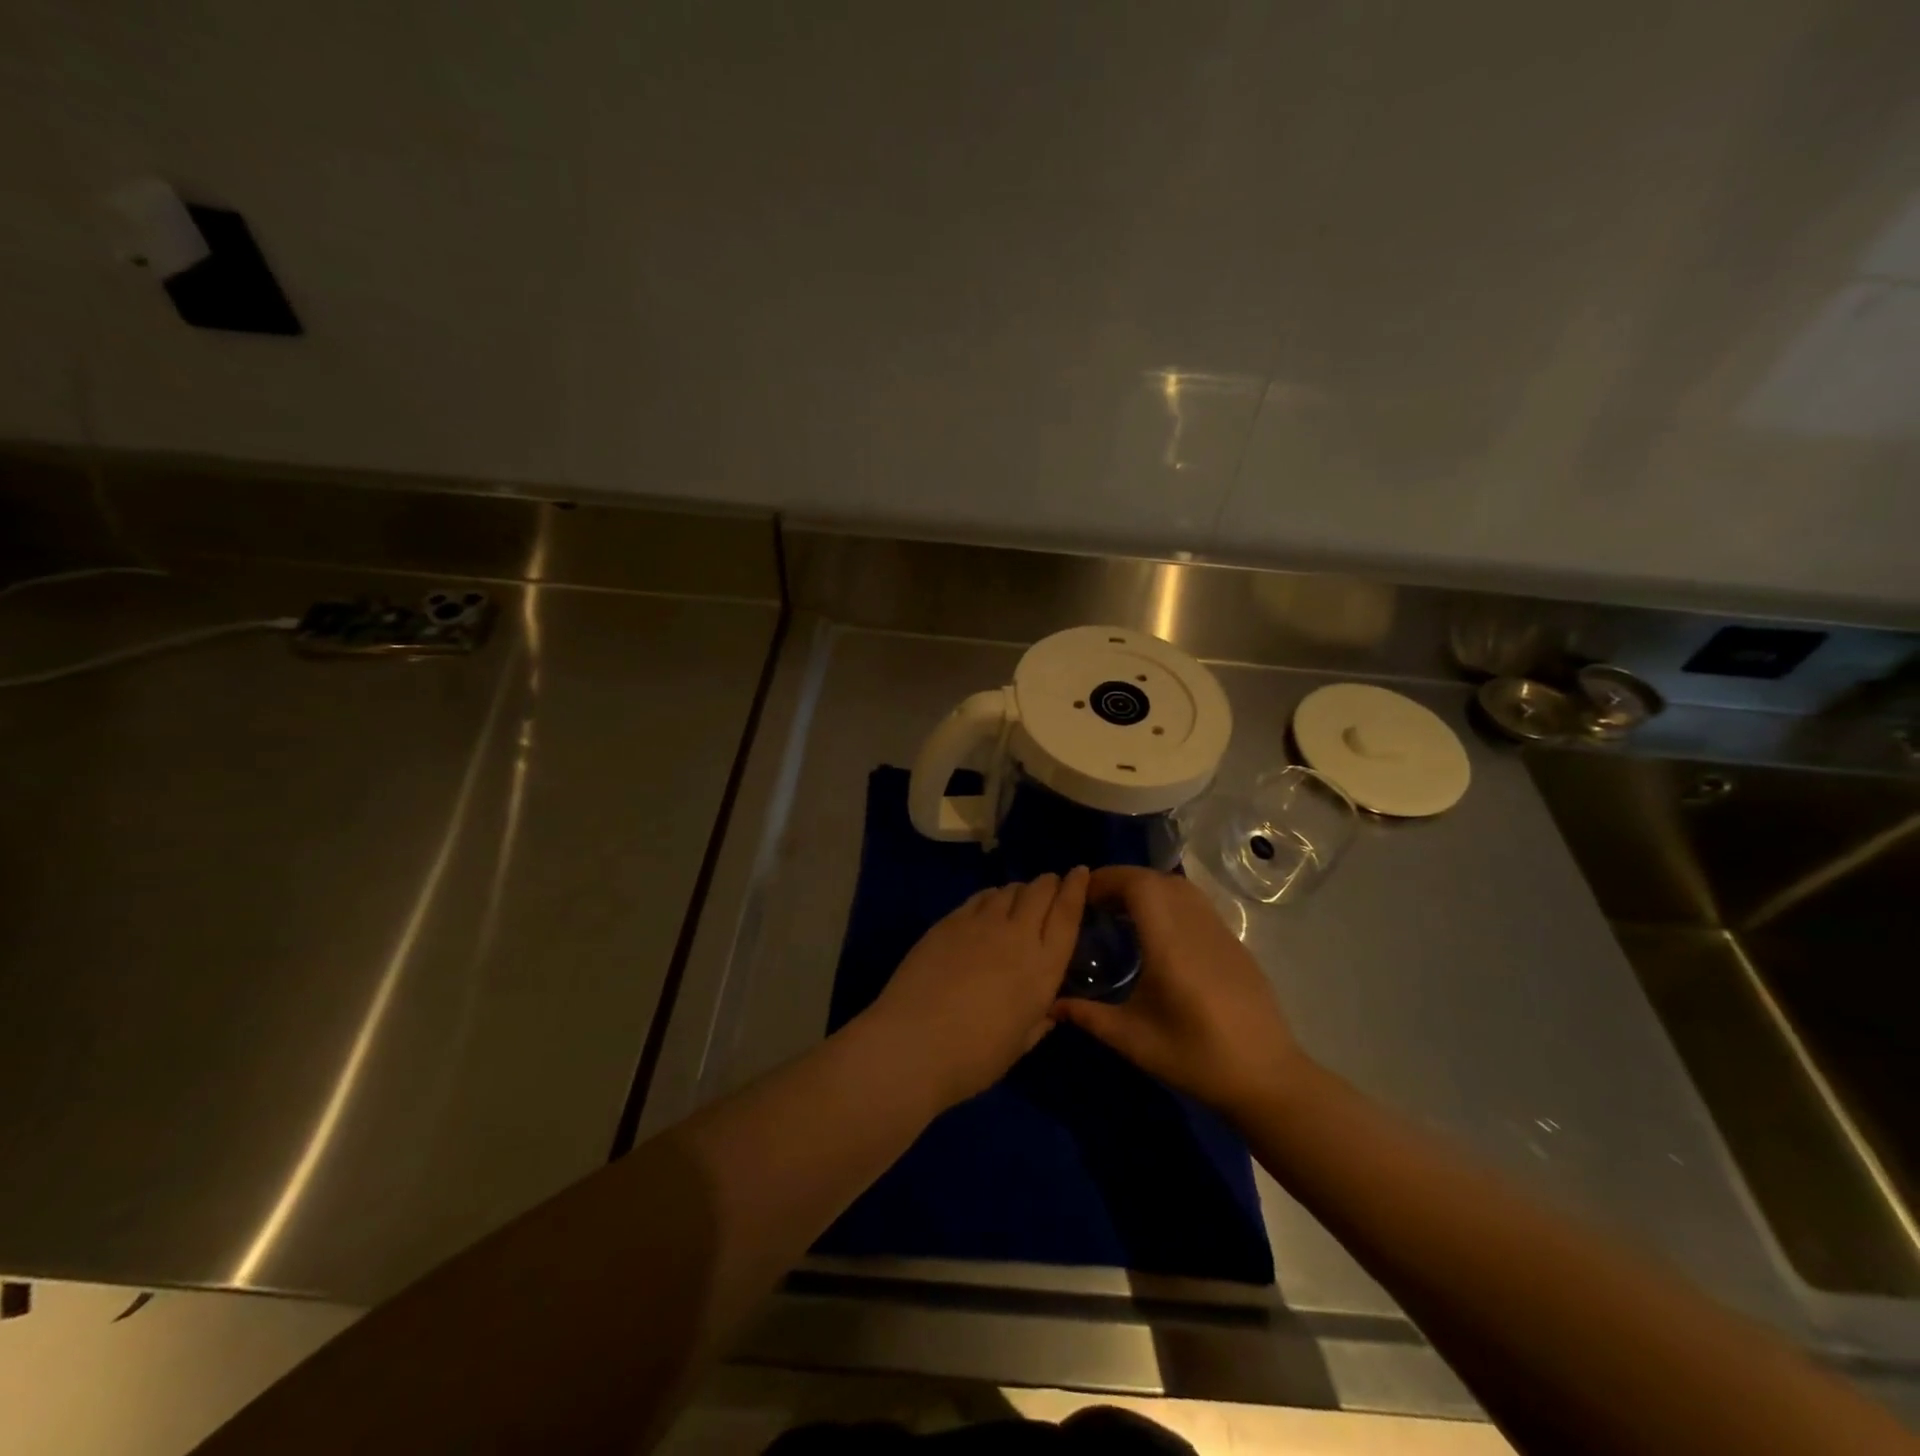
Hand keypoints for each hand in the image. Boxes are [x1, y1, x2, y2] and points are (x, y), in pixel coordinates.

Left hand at [867, 868, 1088, 1106]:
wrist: (913, 1044)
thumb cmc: (974, 1058)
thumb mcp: (1019, 1044)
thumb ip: (1038, 1021)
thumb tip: (1047, 1010)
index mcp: (1043, 969)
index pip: (1067, 915)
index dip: (1076, 889)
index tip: (1080, 872)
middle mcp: (1017, 936)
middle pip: (1039, 892)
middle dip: (1049, 883)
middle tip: (1050, 884)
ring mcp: (980, 924)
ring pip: (1008, 890)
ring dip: (1019, 890)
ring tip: (1019, 898)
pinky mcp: (949, 921)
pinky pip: (979, 897)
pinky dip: (990, 896)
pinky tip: (988, 905)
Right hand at [1051, 866, 1306, 1121]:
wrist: (1267, 1079)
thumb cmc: (1196, 1058)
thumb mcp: (1134, 1040)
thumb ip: (1089, 1016)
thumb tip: (1050, 1004)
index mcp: (1170, 944)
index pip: (1139, 885)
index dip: (1107, 879)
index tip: (1081, 893)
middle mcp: (1197, 927)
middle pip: (1158, 879)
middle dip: (1123, 880)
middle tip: (1095, 902)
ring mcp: (1221, 933)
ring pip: (1181, 888)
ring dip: (1148, 887)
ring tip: (1122, 911)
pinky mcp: (1235, 945)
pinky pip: (1197, 905)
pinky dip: (1170, 902)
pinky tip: (1158, 933)